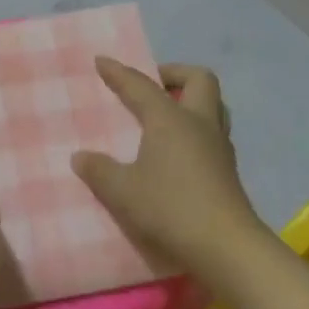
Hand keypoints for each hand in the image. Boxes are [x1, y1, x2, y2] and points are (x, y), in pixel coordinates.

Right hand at [71, 59, 262, 275]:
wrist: (226, 247)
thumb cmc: (170, 208)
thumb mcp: (123, 191)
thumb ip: (99, 171)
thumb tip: (80, 157)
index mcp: (170, 119)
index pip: (141, 85)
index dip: (119, 72)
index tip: (102, 61)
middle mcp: (199, 123)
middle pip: (199, 79)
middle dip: (174, 74)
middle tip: (151, 86)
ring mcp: (219, 146)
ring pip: (213, 105)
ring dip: (190, 101)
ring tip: (165, 116)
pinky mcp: (227, 170)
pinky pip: (212, 132)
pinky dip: (194, 130)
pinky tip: (176, 151)